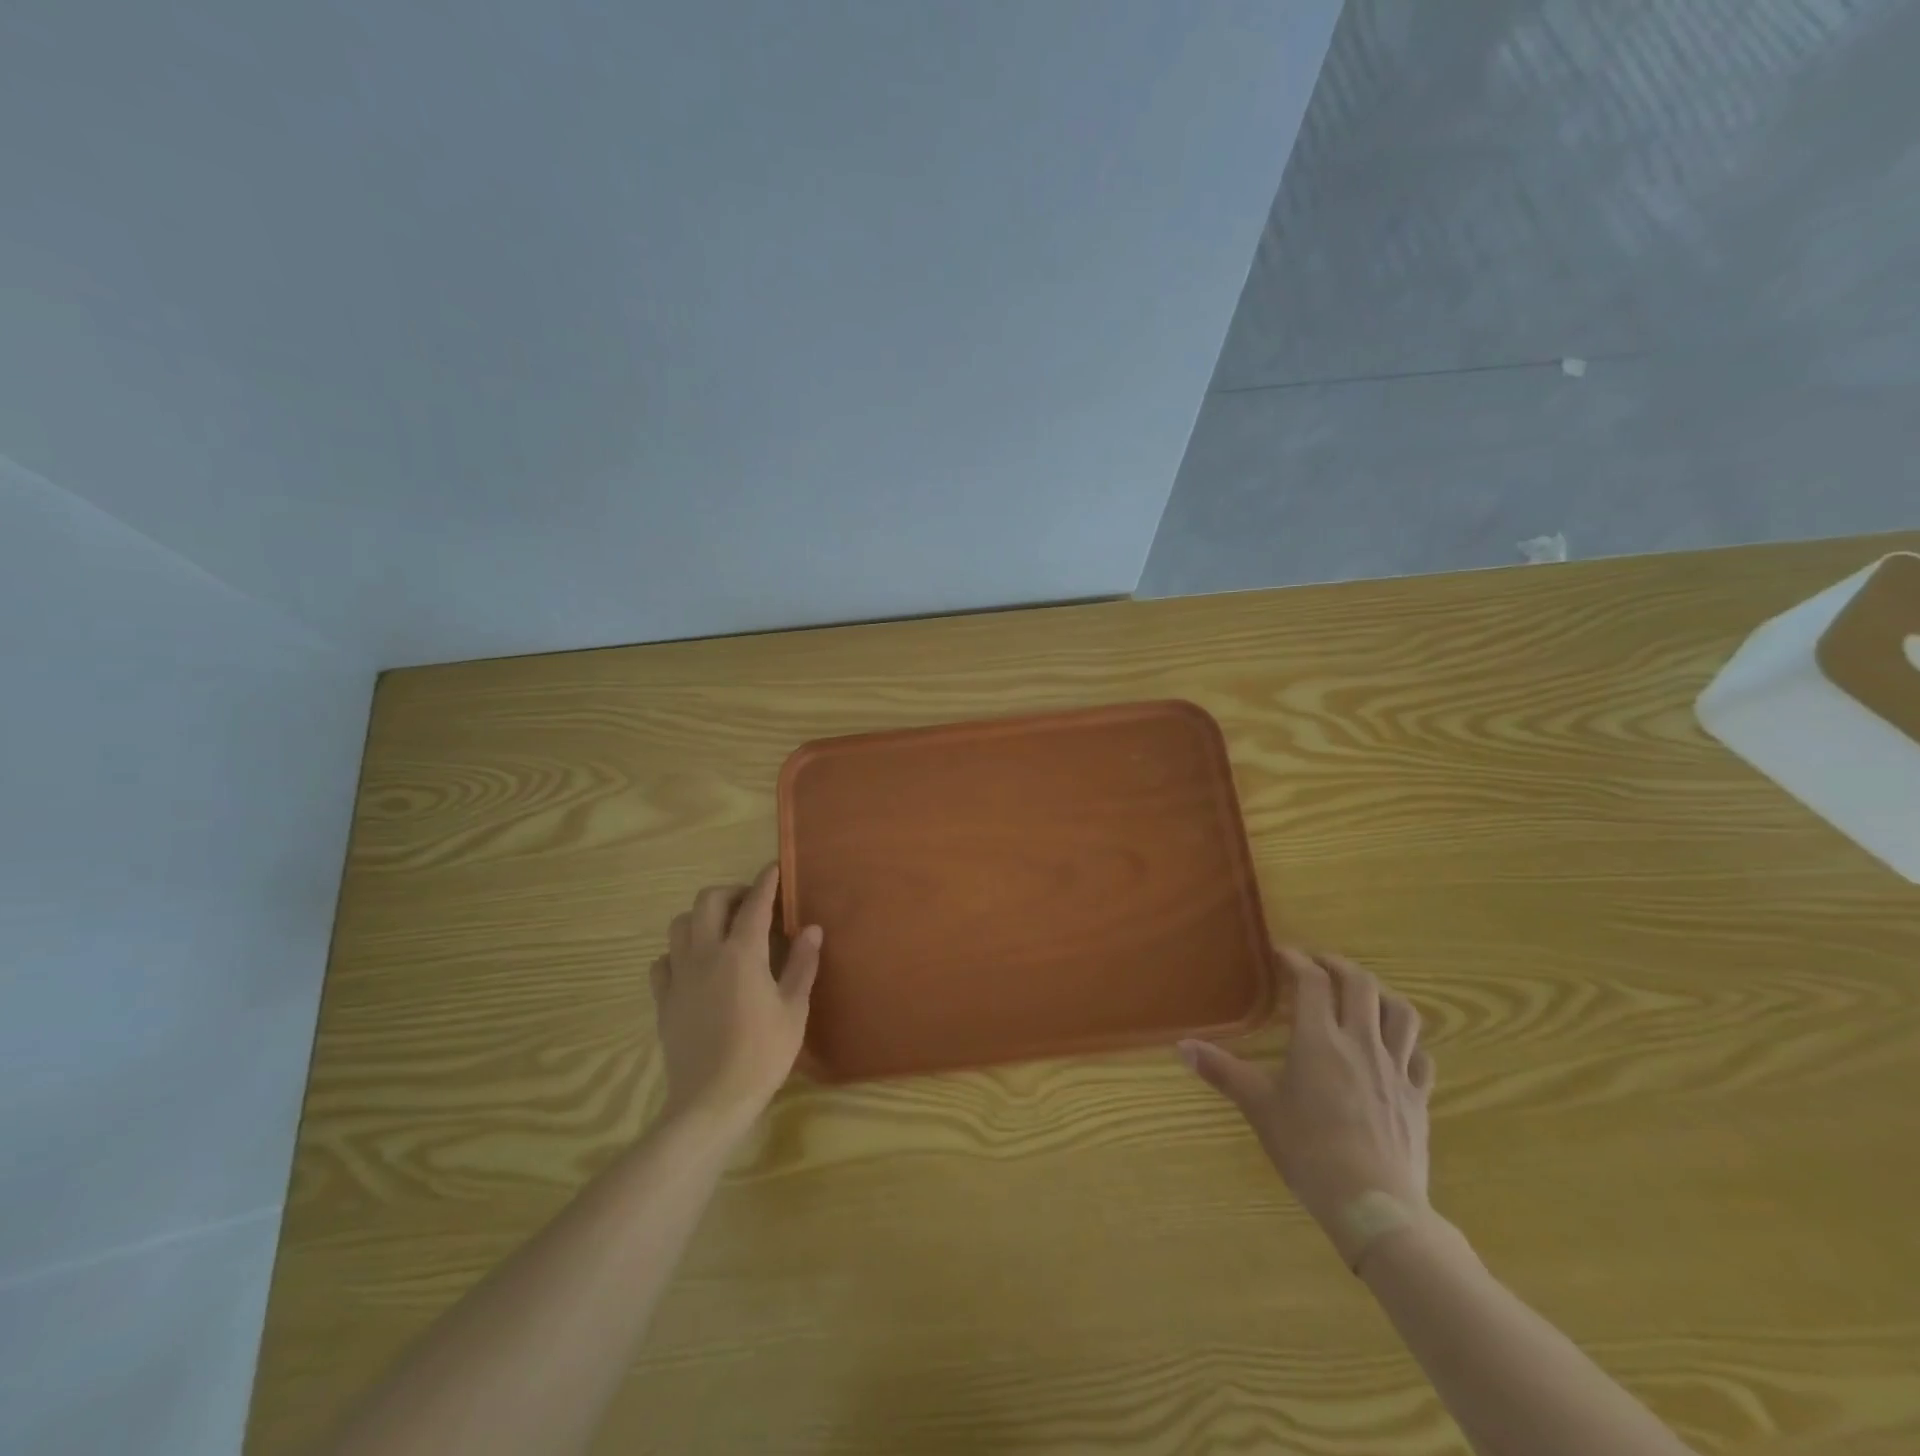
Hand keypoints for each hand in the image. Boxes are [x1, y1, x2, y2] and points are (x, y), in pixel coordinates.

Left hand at [649, 864, 822, 1136]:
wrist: (711, 1101)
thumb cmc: (762, 1054)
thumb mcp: (794, 1009)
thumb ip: (802, 964)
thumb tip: (812, 929)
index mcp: (742, 954)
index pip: (754, 904)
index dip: (765, 882)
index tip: (774, 869)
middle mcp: (706, 954)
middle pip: (707, 901)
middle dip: (730, 892)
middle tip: (750, 904)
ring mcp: (679, 977)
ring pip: (680, 925)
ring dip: (701, 917)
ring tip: (722, 930)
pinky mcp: (663, 1000)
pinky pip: (662, 961)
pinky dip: (678, 952)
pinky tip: (694, 966)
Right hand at [1180, 949, 1435, 1265]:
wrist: (1375, 1206)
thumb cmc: (1309, 1151)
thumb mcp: (1259, 1108)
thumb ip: (1222, 1071)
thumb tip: (1182, 1046)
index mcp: (1319, 1040)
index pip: (1312, 982)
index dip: (1296, 960)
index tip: (1281, 954)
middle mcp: (1361, 1043)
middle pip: (1360, 985)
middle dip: (1339, 966)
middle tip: (1319, 964)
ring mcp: (1397, 1069)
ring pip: (1401, 1013)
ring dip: (1381, 994)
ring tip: (1363, 994)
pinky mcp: (1419, 1097)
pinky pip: (1421, 1056)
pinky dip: (1408, 1041)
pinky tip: (1395, 1047)